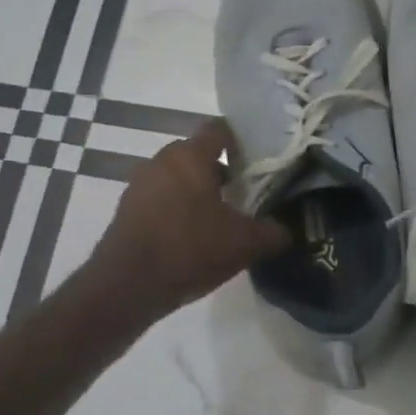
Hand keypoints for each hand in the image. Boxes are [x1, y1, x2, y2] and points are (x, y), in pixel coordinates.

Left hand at [92, 120, 292, 319]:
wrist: (127, 285)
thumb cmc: (190, 248)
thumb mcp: (244, 243)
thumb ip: (273, 232)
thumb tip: (288, 230)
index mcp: (190, 156)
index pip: (218, 129)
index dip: (240, 141)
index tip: (256, 162)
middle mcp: (161, 160)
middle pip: (196, 155)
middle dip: (220, 172)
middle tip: (243, 196)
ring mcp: (139, 184)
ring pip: (176, 178)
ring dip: (196, 193)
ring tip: (218, 221)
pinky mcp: (126, 210)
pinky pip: (159, 200)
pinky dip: (175, 210)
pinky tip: (190, 238)